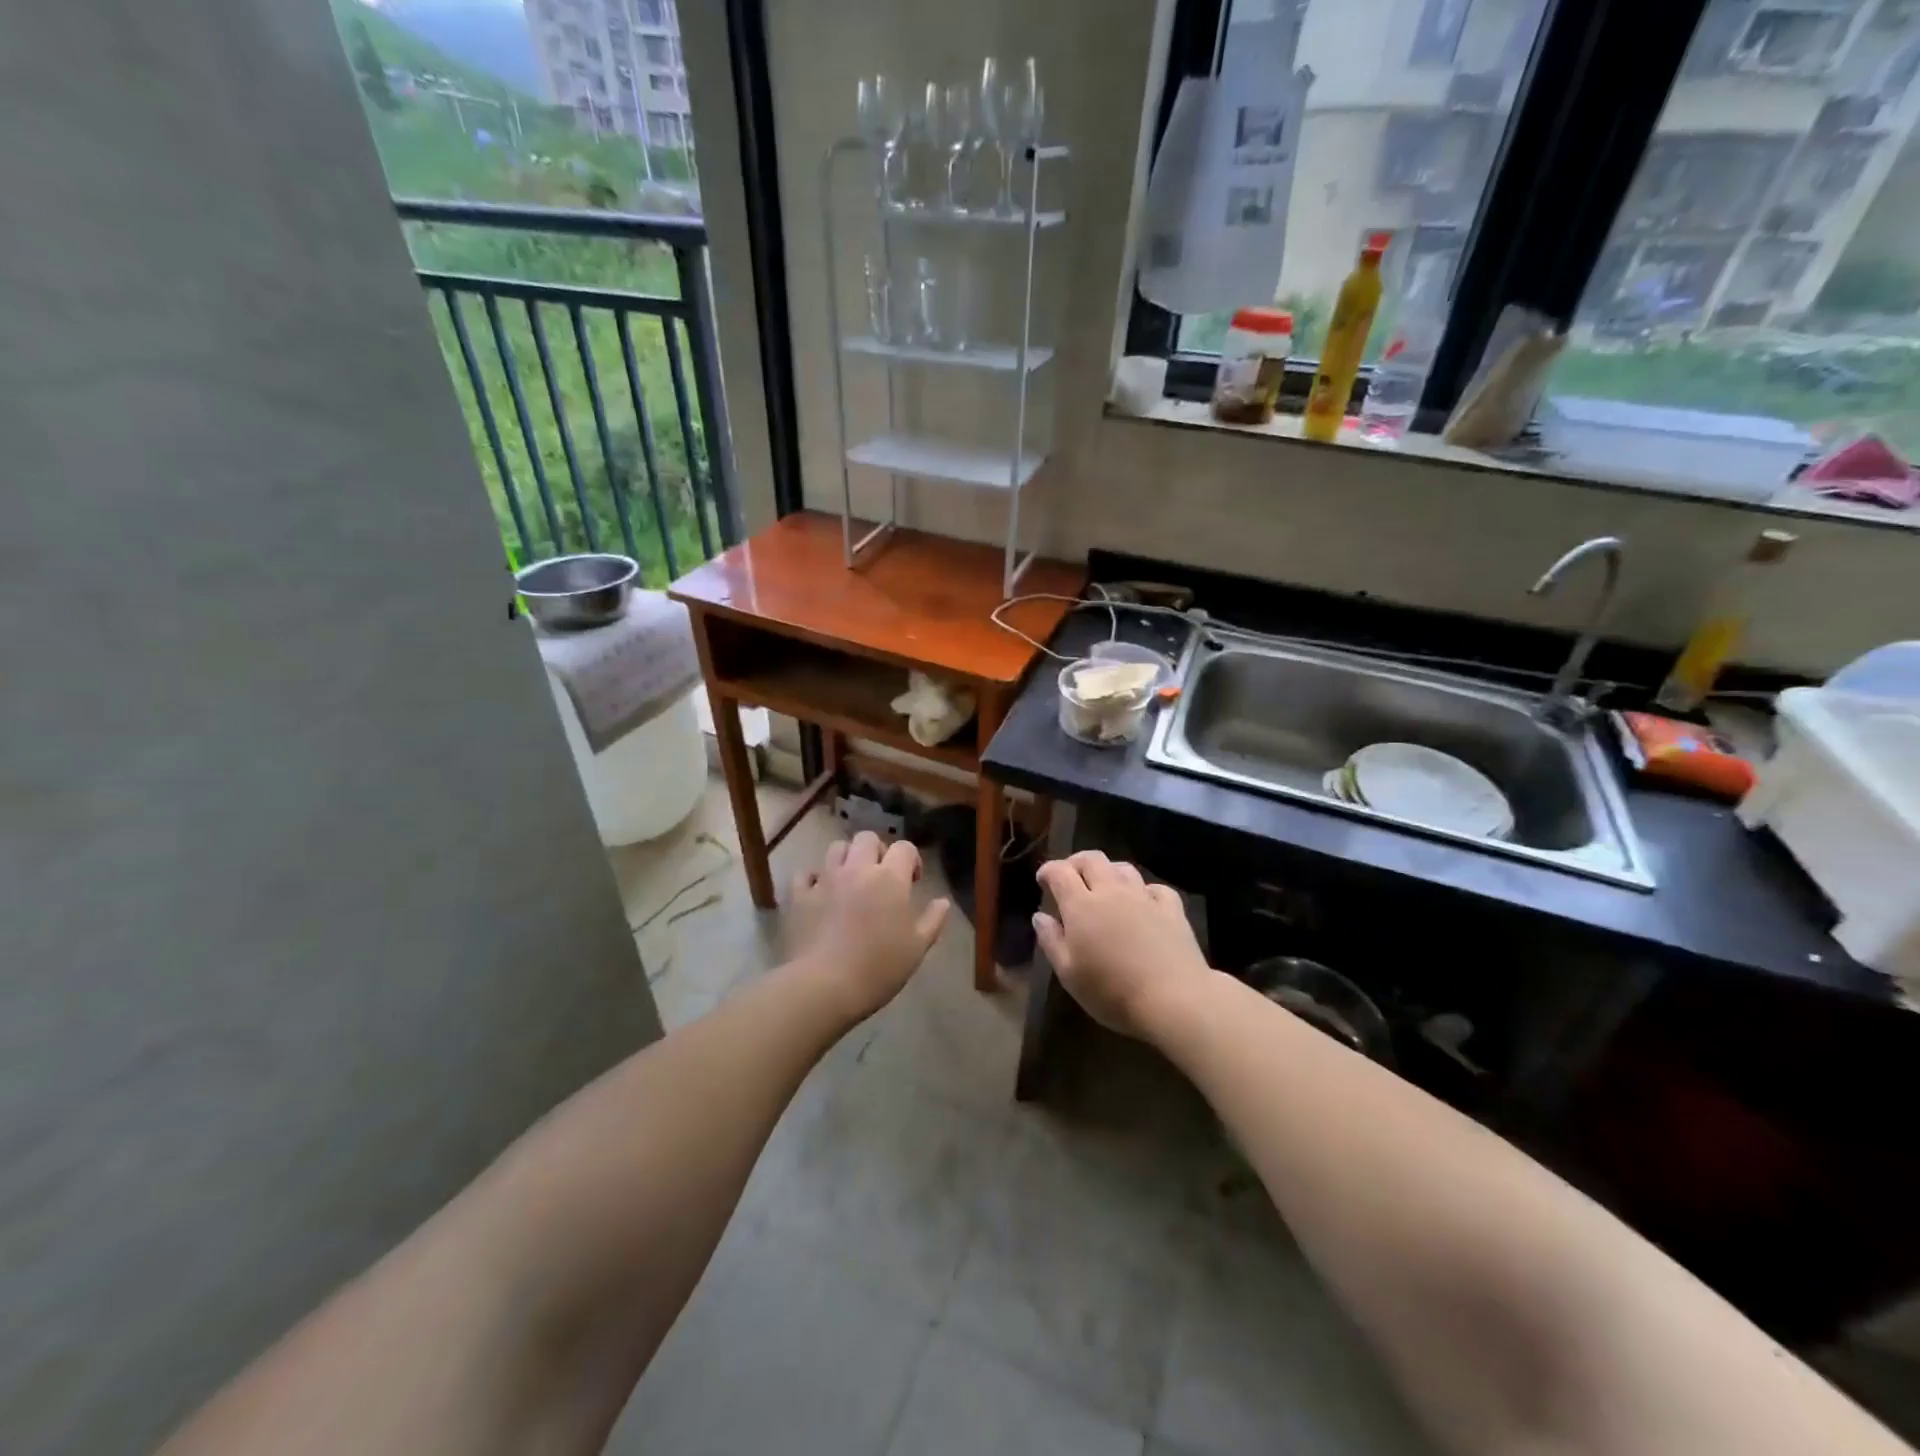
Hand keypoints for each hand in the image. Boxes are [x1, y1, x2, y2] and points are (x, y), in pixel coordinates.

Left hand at [789, 831, 950, 1022]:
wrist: (825, 985)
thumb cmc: (879, 967)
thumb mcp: (917, 948)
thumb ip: (933, 920)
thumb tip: (943, 901)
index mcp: (890, 878)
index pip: (904, 847)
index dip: (911, 859)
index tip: (912, 882)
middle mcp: (857, 869)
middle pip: (867, 838)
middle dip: (877, 851)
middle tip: (881, 877)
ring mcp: (825, 879)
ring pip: (836, 848)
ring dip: (847, 858)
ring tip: (851, 881)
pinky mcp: (800, 896)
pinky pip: (806, 874)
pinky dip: (814, 879)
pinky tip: (820, 895)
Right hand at [1033, 851, 1212, 1039]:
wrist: (1173, 998)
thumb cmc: (1112, 991)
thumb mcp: (1069, 974)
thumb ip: (1051, 941)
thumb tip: (1040, 916)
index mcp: (1081, 905)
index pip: (1060, 872)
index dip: (1048, 870)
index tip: (1042, 880)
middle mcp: (1111, 891)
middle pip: (1092, 859)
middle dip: (1076, 862)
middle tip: (1070, 876)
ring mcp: (1144, 897)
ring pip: (1123, 868)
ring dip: (1108, 871)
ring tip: (1104, 886)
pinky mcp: (1172, 908)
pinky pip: (1154, 887)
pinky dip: (1143, 890)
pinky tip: (1143, 902)